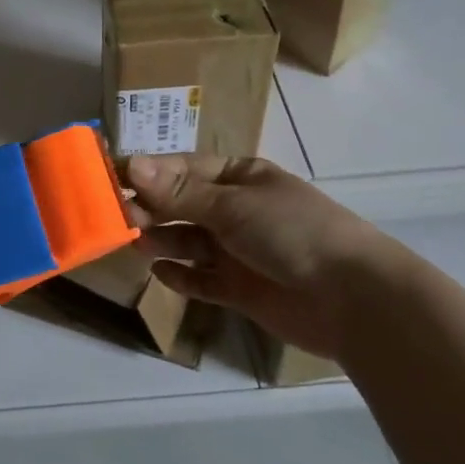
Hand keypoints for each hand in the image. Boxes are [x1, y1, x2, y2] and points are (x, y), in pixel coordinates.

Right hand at [126, 153, 409, 363]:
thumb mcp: (233, 205)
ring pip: (188, 241)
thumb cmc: (292, 232)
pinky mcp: (240, 289)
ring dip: (161, 239)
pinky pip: (201, 279)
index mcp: (240, 178)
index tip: (112, 178)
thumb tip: (131, 165)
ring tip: (134, 242)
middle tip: (118, 215)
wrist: (352, 298)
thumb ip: (180, 192)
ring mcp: (238, 251)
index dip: (150, 172)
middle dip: (152, 207)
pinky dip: (181, 275)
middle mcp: (236, 210)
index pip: (184, 169)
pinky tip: (160, 272)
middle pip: (183, 205)